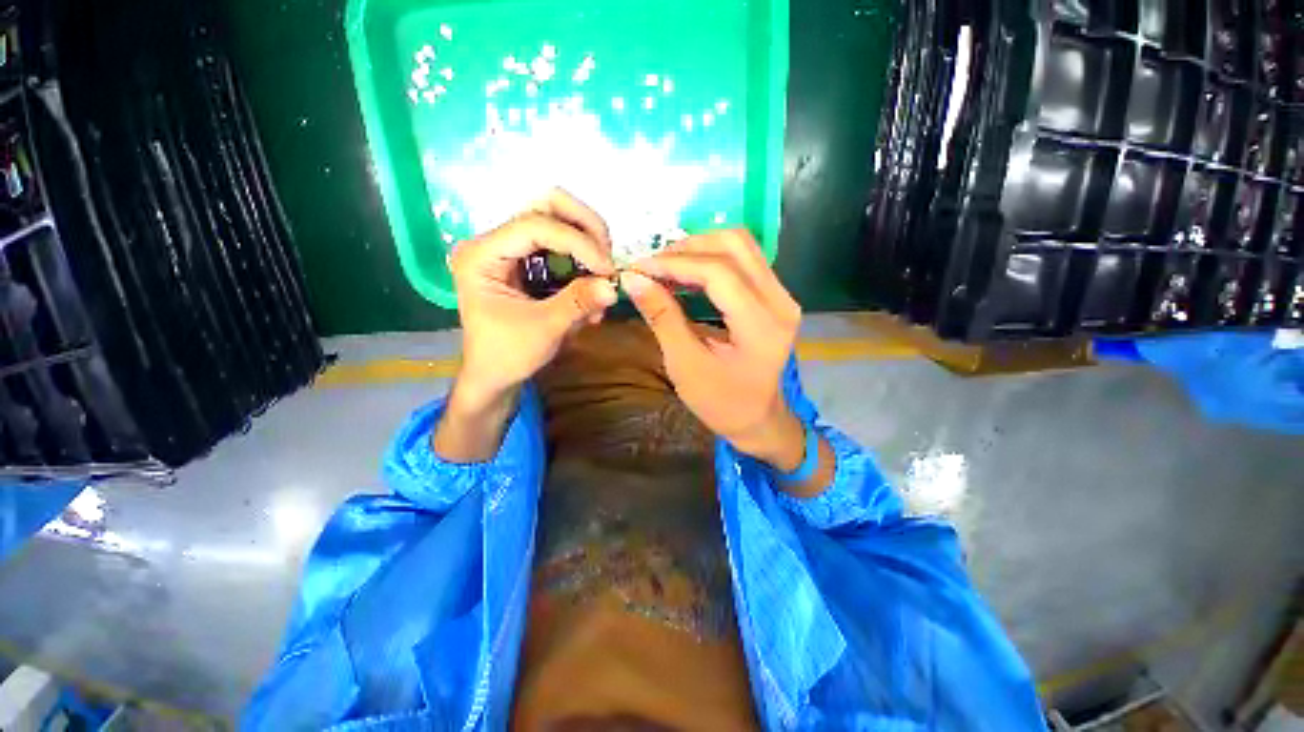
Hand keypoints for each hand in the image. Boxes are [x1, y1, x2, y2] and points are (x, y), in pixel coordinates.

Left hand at [435, 189, 616, 461]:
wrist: (494, 375)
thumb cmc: (507, 355)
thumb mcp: (544, 330)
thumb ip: (578, 303)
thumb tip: (614, 285)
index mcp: (482, 255)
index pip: (535, 225)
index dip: (578, 242)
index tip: (607, 269)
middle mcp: (494, 242)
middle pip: (546, 206)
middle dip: (585, 230)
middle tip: (606, 261)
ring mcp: (511, 249)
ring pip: (559, 222)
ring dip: (588, 249)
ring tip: (601, 283)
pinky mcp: (527, 262)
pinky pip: (562, 249)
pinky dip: (583, 265)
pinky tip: (590, 291)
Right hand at [621, 230, 822, 487]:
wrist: (758, 419)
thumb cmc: (721, 403)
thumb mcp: (686, 366)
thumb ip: (662, 318)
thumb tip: (633, 279)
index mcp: (761, 326)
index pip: (719, 273)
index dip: (675, 264)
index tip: (638, 268)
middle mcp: (780, 301)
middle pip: (734, 245)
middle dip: (687, 248)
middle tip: (652, 265)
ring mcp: (782, 296)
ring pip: (741, 245)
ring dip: (700, 247)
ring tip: (667, 265)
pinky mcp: (775, 296)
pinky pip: (744, 259)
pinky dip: (711, 258)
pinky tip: (687, 272)